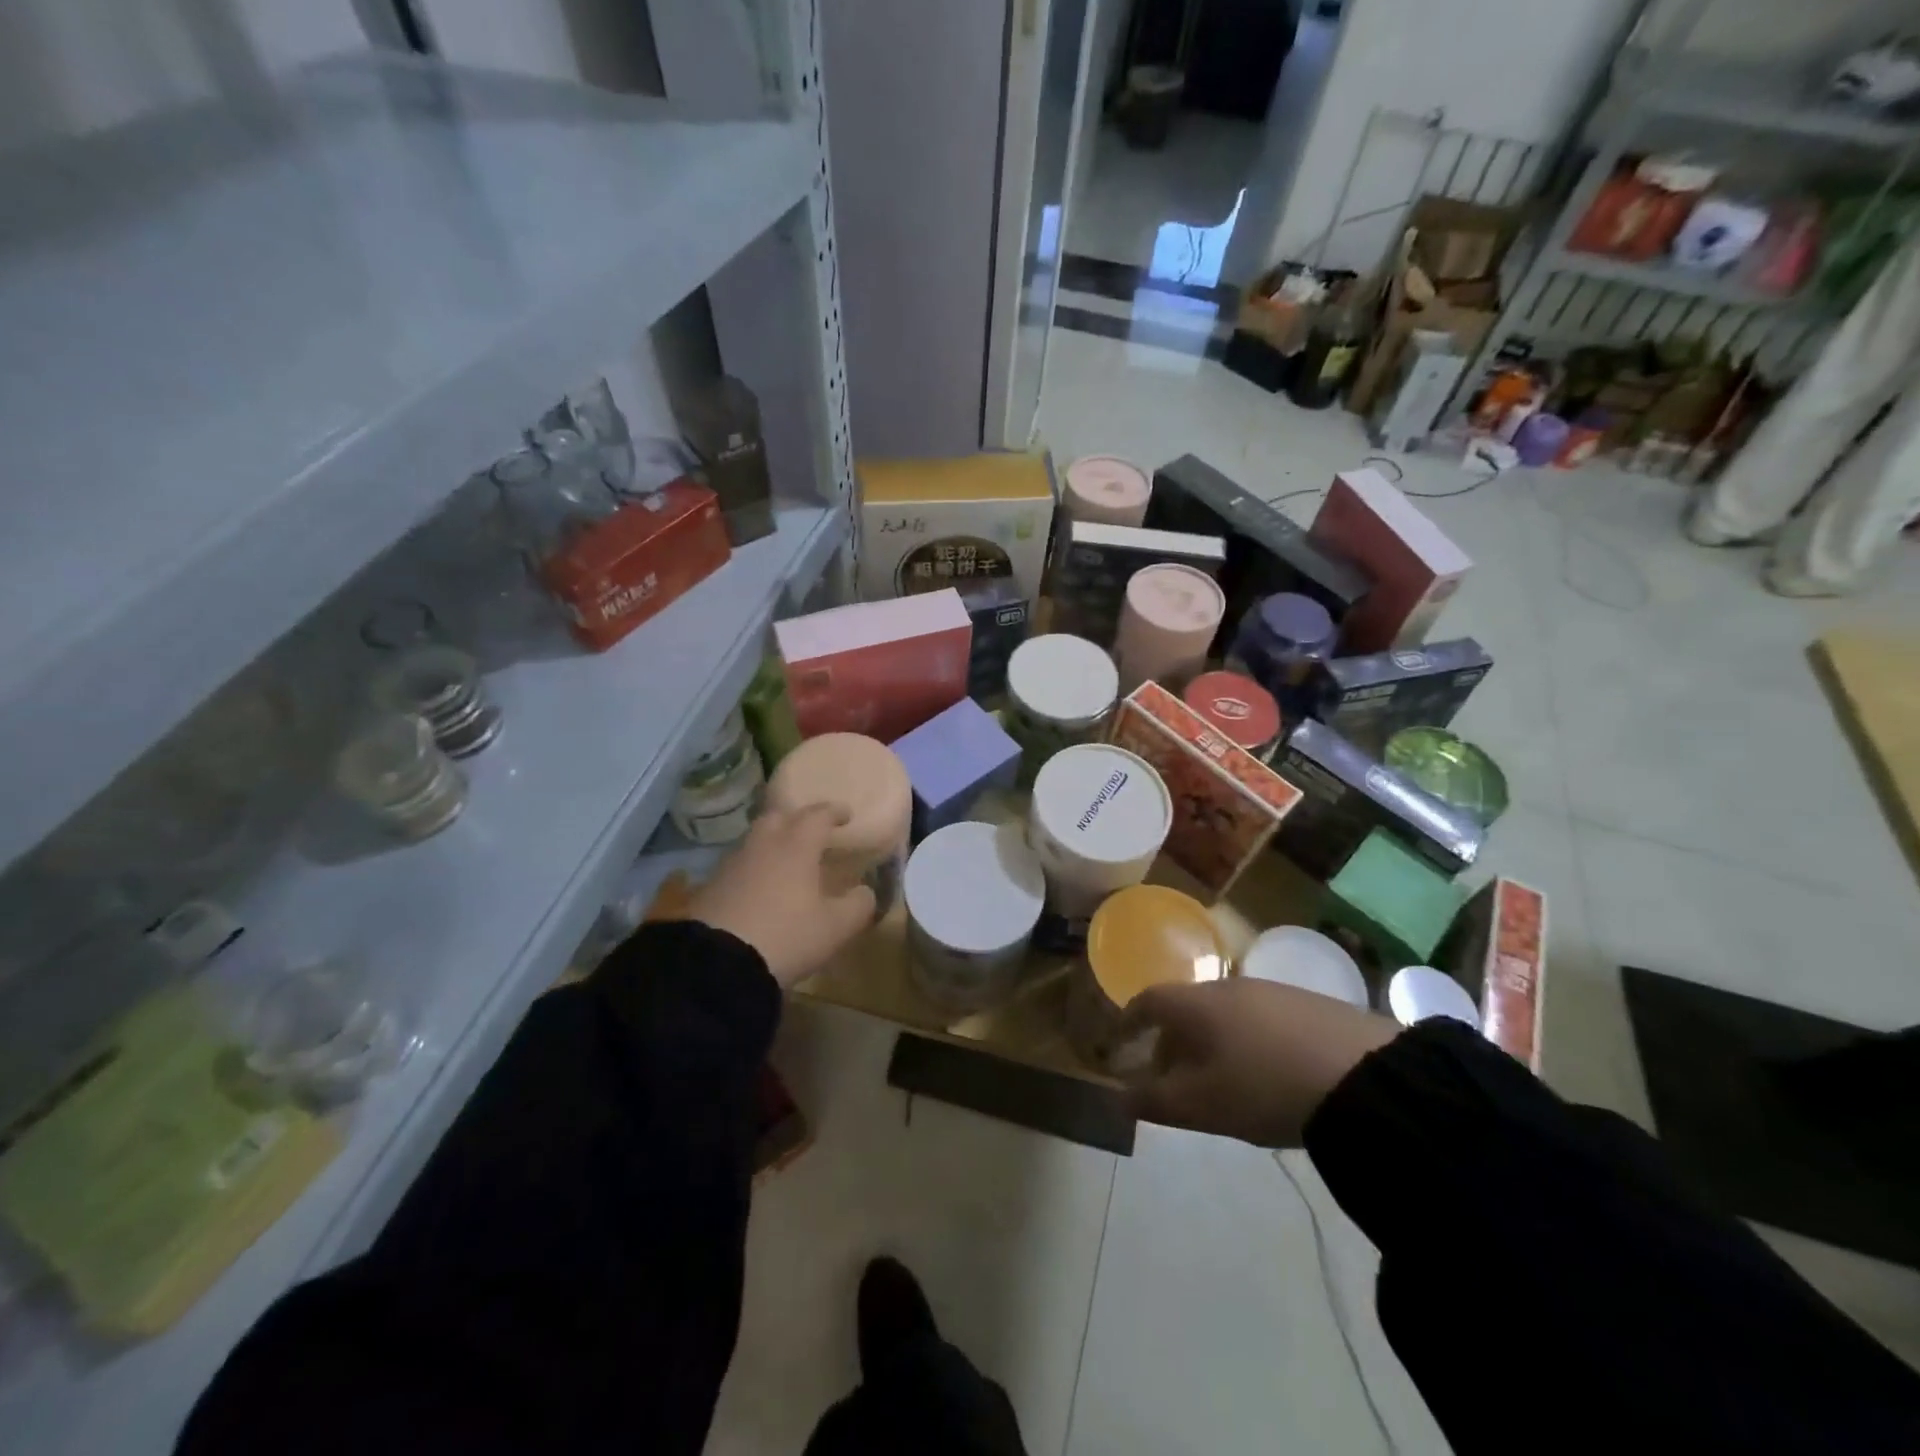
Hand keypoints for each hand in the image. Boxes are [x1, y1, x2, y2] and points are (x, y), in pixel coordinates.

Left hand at [687, 804, 877, 988]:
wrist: (716, 963)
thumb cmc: (786, 936)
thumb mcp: (836, 927)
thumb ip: (859, 905)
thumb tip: (865, 891)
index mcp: (796, 846)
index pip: (818, 815)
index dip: (834, 812)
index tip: (846, 815)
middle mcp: (763, 845)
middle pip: (779, 817)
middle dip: (797, 819)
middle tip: (811, 832)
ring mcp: (732, 864)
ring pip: (755, 841)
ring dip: (773, 844)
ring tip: (787, 862)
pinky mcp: (710, 886)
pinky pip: (739, 866)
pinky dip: (754, 869)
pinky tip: (760, 889)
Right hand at [1120, 977, 1401, 1146]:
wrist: (1364, 1076)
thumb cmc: (1264, 1087)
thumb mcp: (1202, 1105)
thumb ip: (1155, 1101)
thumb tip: (1119, 1099)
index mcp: (1197, 1004)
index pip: (1148, 1000)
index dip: (1129, 1021)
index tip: (1119, 1043)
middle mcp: (1229, 987)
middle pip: (1186, 1007)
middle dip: (1170, 1039)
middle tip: (1169, 1076)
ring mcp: (1272, 992)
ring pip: (1223, 1013)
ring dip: (1209, 1041)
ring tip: (1218, 1080)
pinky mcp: (1309, 1005)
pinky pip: (1258, 1019)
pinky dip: (1244, 1041)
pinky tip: (1264, 1073)